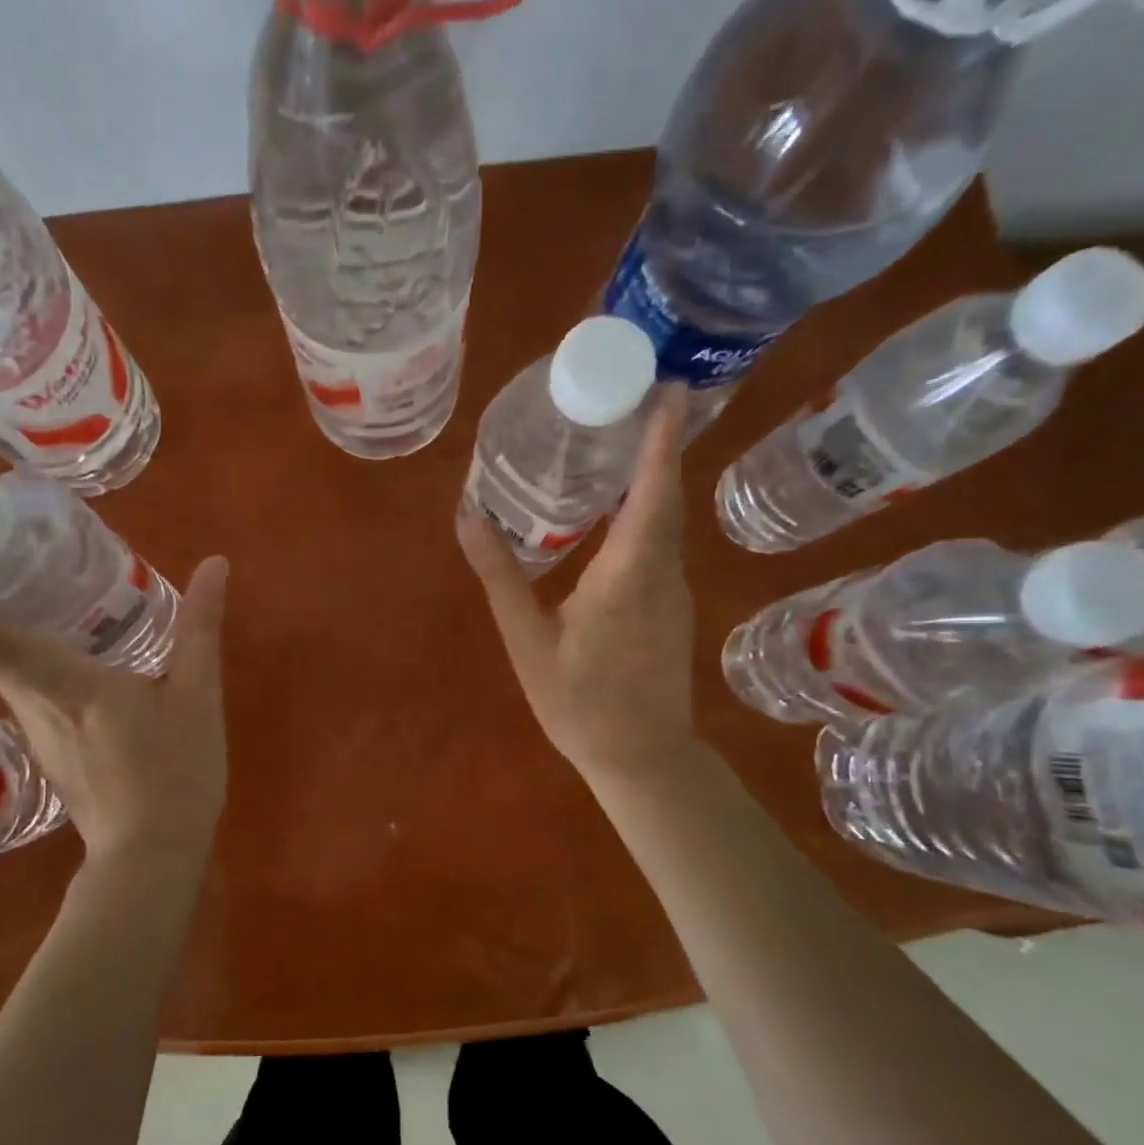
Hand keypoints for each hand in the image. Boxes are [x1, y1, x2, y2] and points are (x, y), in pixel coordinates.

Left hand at [0, 552, 230, 862]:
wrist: (152, 857)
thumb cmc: (175, 776)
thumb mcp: (196, 699)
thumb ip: (200, 629)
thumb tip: (215, 565)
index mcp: (68, 689)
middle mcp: (34, 705)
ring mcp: (36, 729)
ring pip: (2, 664)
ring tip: (10, 571)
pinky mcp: (47, 743)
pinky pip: (24, 682)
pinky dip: (23, 647)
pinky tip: (56, 633)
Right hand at [459, 386, 697, 785]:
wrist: (641, 756)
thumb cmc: (580, 704)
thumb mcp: (528, 642)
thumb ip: (501, 577)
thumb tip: (469, 516)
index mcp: (627, 576)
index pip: (652, 493)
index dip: (661, 440)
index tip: (669, 388)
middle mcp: (661, 572)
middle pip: (665, 495)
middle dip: (657, 441)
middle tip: (631, 394)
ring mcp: (674, 589)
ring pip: (666, 519)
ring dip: (652, 474)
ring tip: (620, 437)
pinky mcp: (673, 604)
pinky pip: (661, 542)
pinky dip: (647, 510)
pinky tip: (618, 507)